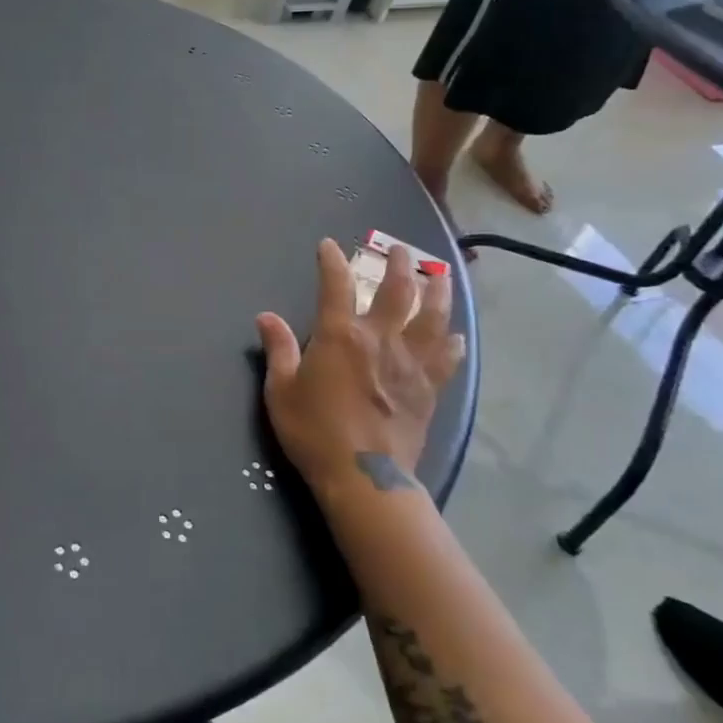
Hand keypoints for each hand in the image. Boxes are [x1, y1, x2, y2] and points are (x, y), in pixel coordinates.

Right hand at [256, 240, 464, 498]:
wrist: (364, 477)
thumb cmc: (314, 431)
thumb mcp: (281, 391)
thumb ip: (278, 350)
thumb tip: (266, 316)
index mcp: (341, 336)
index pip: (336, 285)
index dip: (331, 260)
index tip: (329, 244)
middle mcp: (380, 339)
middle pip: (397, 291)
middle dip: (399, 265)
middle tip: (401, 249)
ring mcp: (410, 363)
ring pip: (432, 318)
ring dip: (437, 292)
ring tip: (440, 276)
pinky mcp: (429, 389)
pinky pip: (445, 359)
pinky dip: (452, 344)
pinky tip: (456, 337)